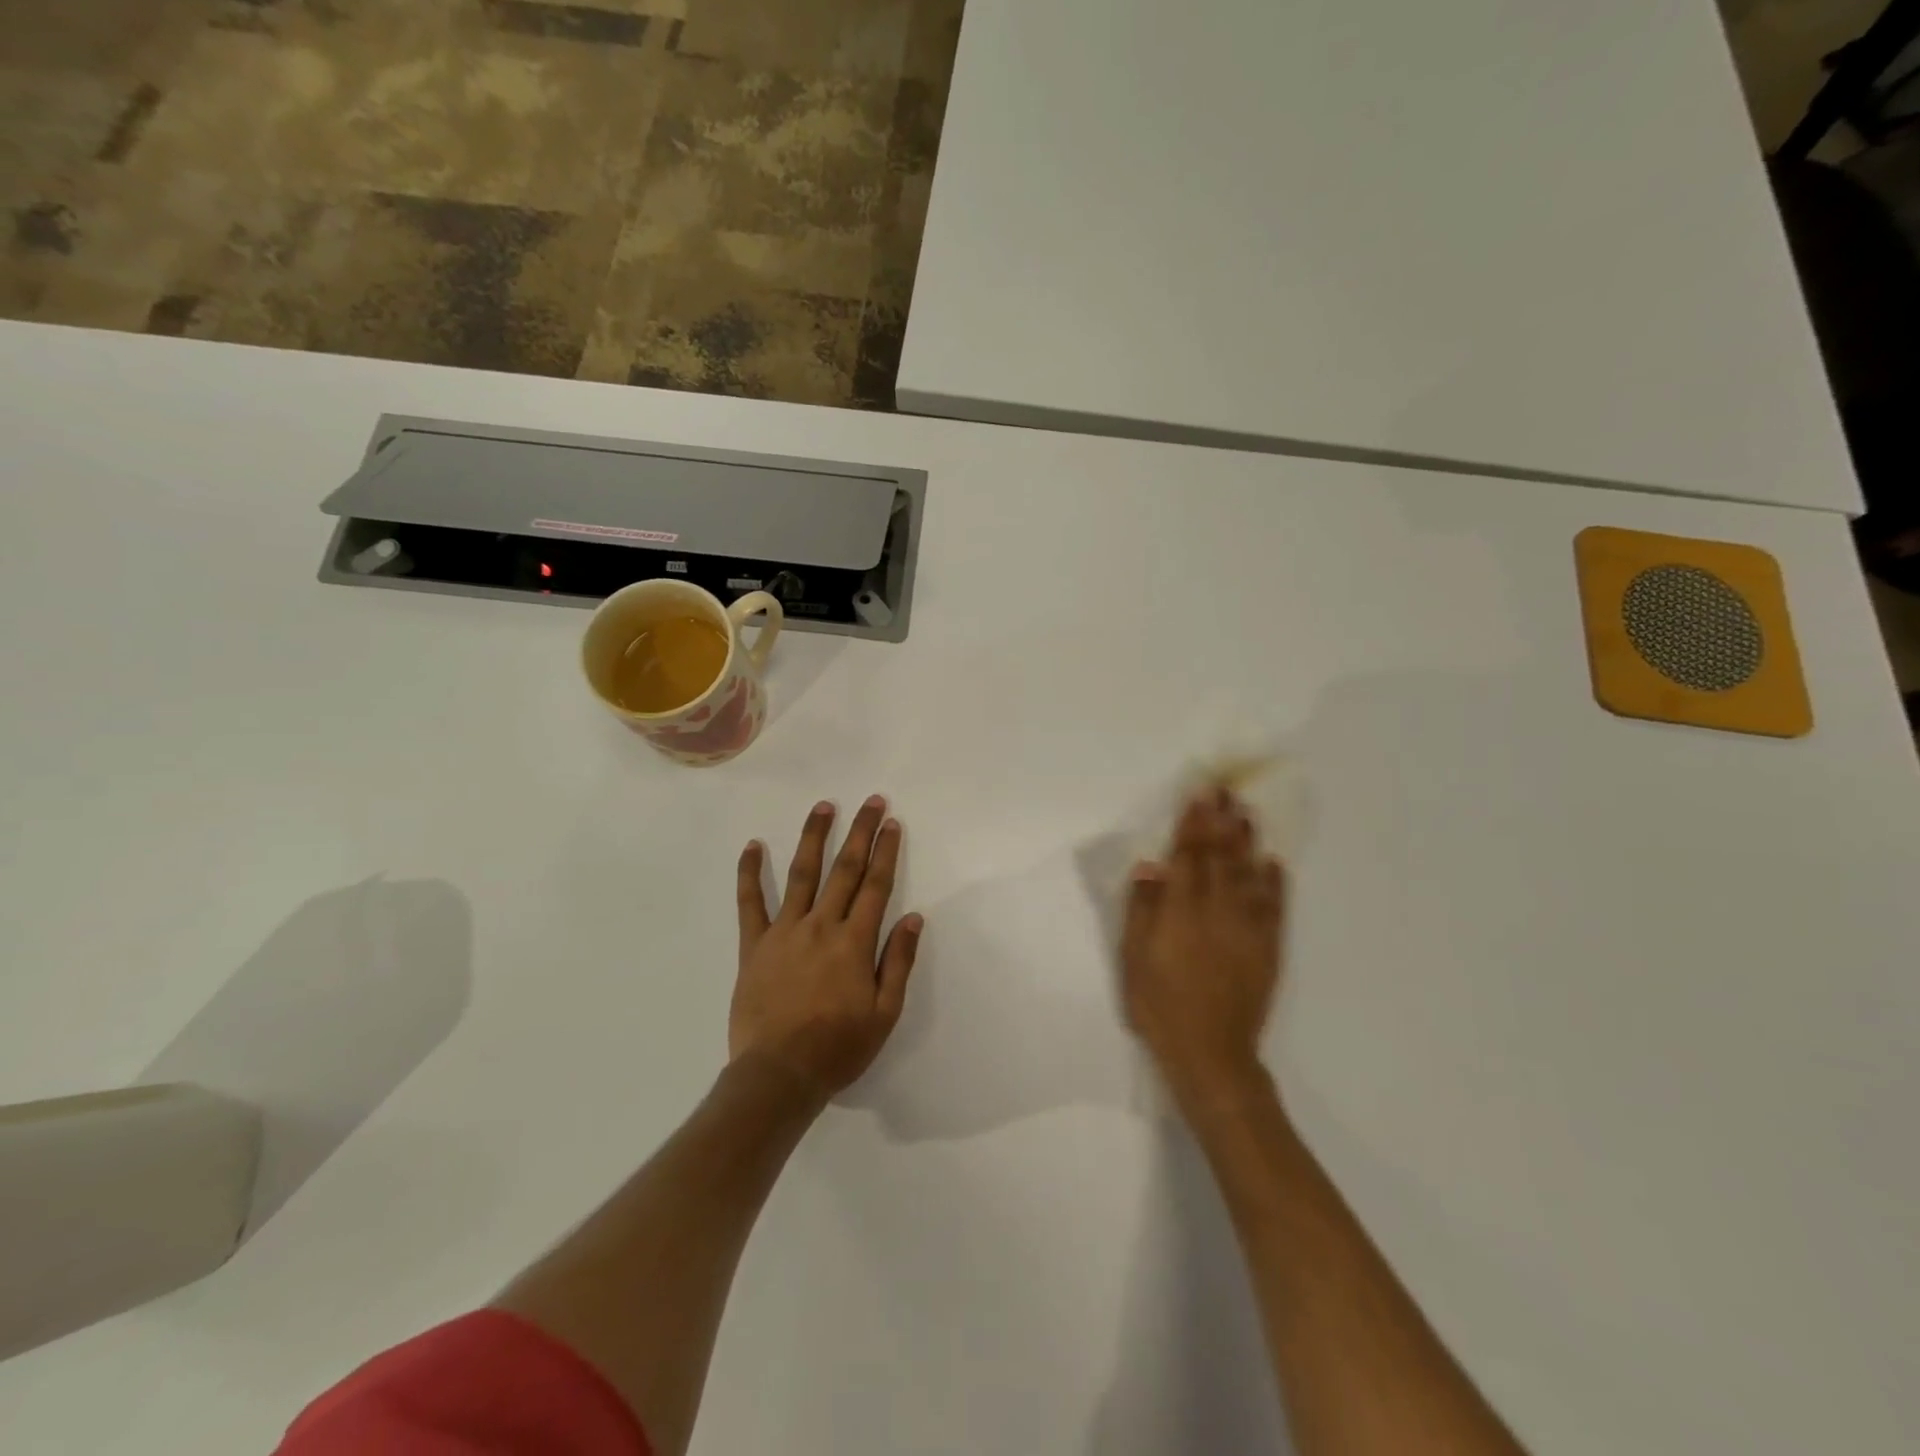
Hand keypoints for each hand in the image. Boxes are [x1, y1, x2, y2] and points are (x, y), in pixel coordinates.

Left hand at [732, 796, 923, 1105]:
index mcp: (855, 942)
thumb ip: (899, 961)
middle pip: (844, 870)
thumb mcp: (884, 1012)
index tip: (891, 822)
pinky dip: (750, 873)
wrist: (778, 1076)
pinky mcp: (754, 946)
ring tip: (823, 807)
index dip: (885, 851)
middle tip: (870, 801)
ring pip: (802, 875)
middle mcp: (821, 926)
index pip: (875, 885)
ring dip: (814, 837)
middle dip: (860, 832)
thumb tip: (915, 917)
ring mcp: (784, 932)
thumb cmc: (838, 1048)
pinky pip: (750, 903)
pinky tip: (752, 846)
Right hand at [1121, 787, 1285, 1108]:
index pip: (1189, 856)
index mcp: (1181, 911)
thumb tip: (1151, 866)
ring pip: (1249, 874)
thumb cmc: (1160, 1006)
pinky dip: (1275, 882)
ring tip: (1248, 813)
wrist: (1210, 1053)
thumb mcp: (1134, 959)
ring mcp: (1247, 929)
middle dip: (1222, 821)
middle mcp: (1217, 911)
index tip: (1199, 795)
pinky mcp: (1268, 949)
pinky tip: (1274, 862)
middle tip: (1227, 791)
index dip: (1194, 824)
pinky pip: (1274, 907)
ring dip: (1248, 842)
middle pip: (1221, 857)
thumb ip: (1142, 909)